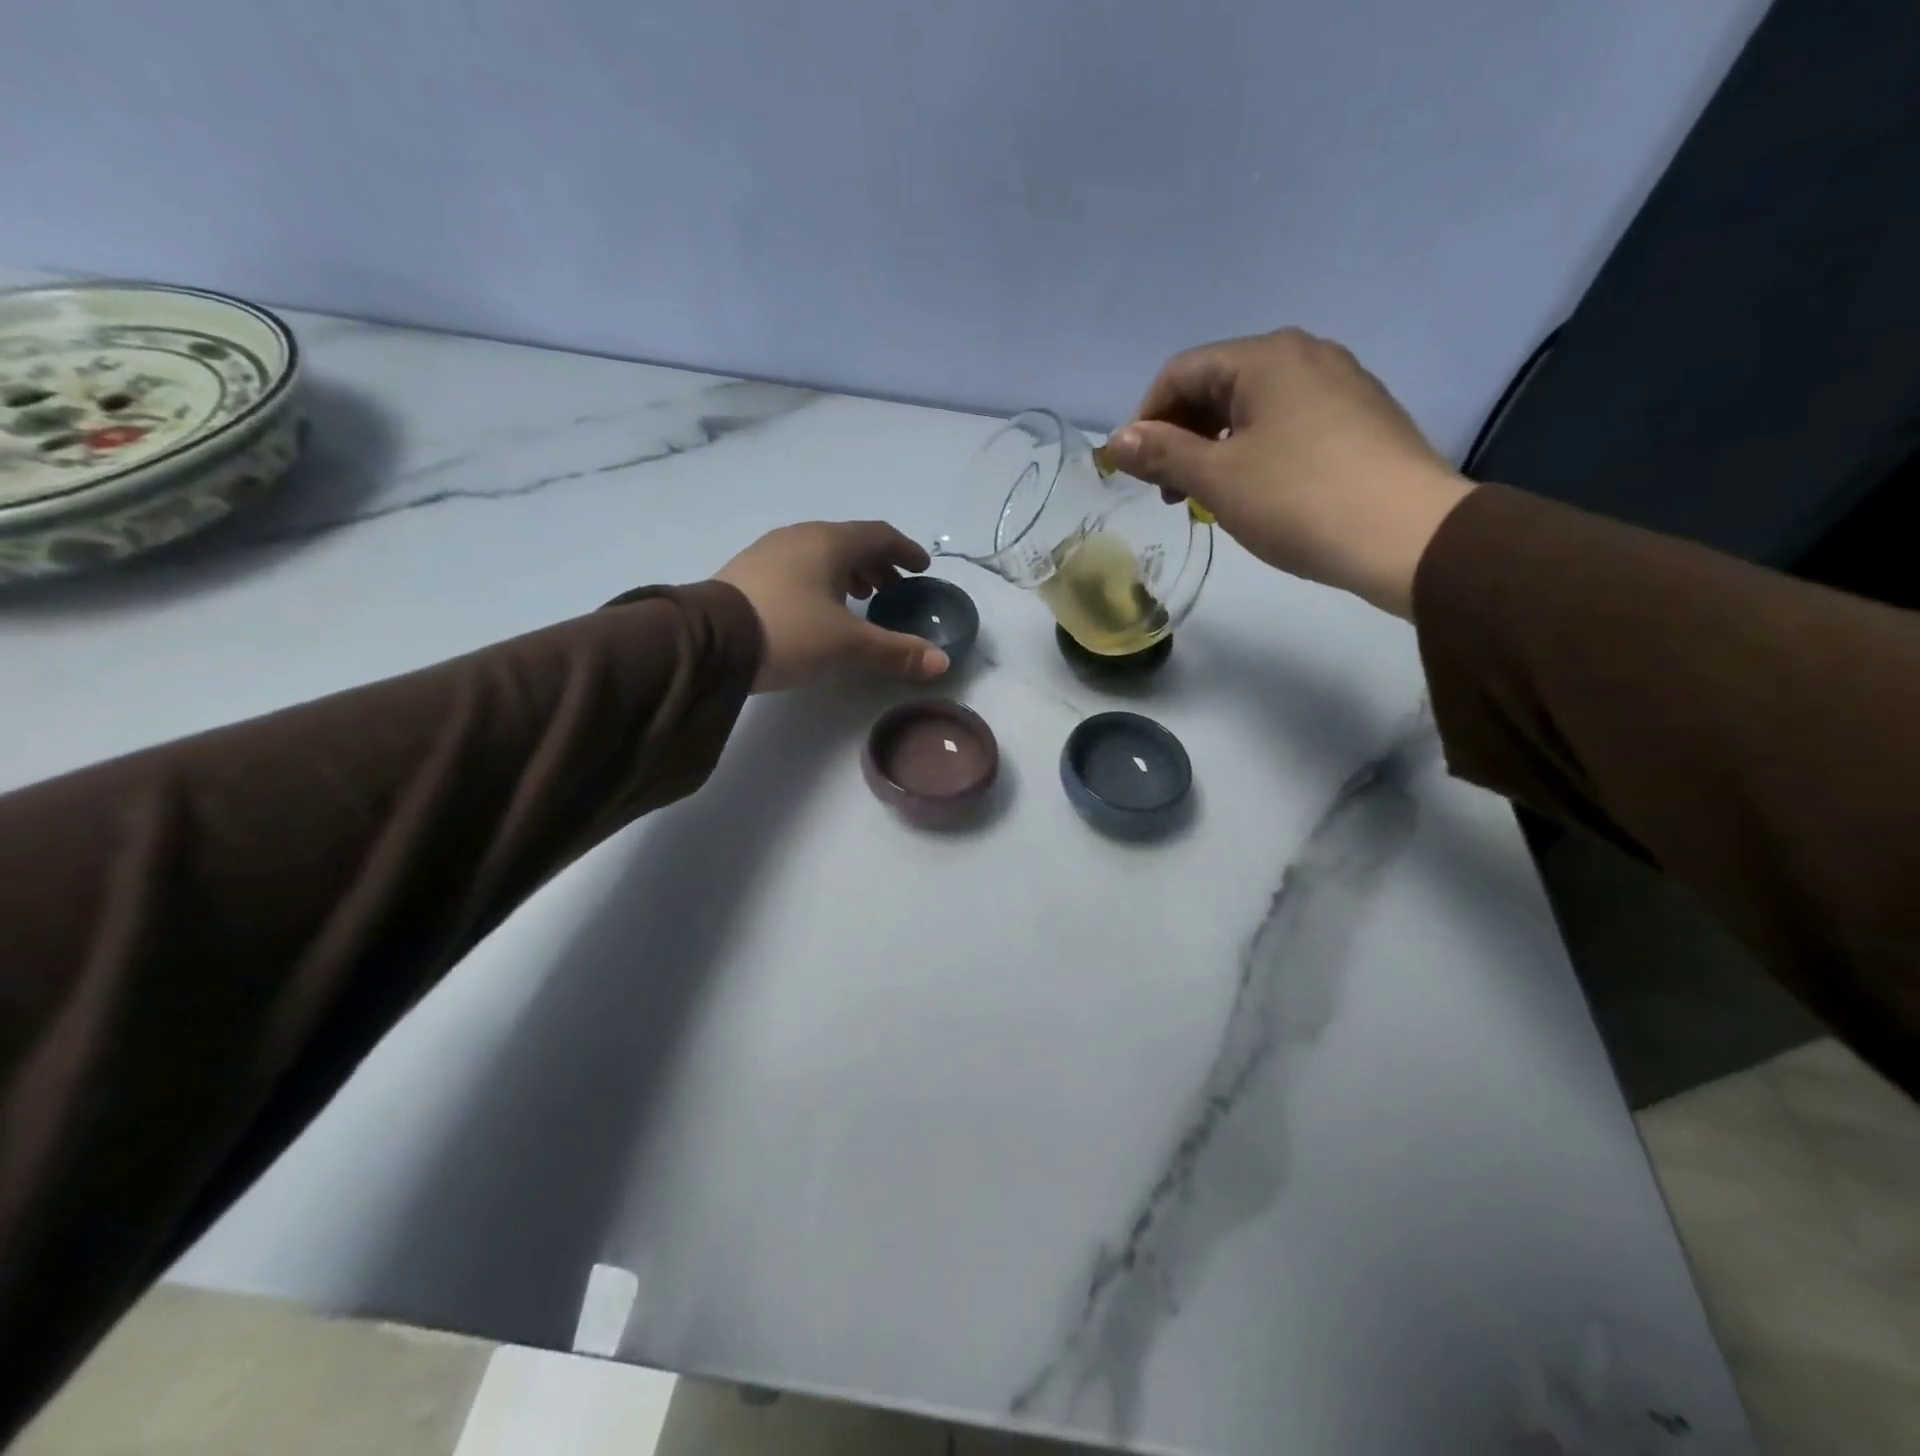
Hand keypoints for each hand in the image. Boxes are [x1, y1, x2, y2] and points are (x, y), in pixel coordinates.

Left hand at [715, 521, 950, 692]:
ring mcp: (769, 552)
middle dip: (876, 564)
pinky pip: (797, 567)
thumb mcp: (847, 644)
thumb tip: (942, 662)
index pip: (879, 535)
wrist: (708, 641)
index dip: (905, 551)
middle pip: (850, 542)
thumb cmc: (789, 631)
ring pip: (821, 554)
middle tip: (892, 590)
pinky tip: (817, 609)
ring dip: (847, 573)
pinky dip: (820, 581)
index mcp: (829, 542)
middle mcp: (800, 536)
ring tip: (859, 600)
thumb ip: (896, 651)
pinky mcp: (747, 573)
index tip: (921, 569)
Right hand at [1101, 328, 1474, 617]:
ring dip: (1215, 447)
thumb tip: (1117, 440)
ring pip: (1253, 407)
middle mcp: (1305, 355)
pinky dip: (1255, 451)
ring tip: (1206, 497)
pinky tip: (1256, 492)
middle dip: (1180, 435)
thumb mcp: (1218, 478)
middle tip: (1168, 491)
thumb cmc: (1300, 500)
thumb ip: (1162, 453)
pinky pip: (1288, 424)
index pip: (1182, 372)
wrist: (1407, 536)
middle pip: (1218, 385)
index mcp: (1266, 357)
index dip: (1146, 419)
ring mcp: (1341, 384)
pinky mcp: (1361, 419)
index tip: (1134, 470)